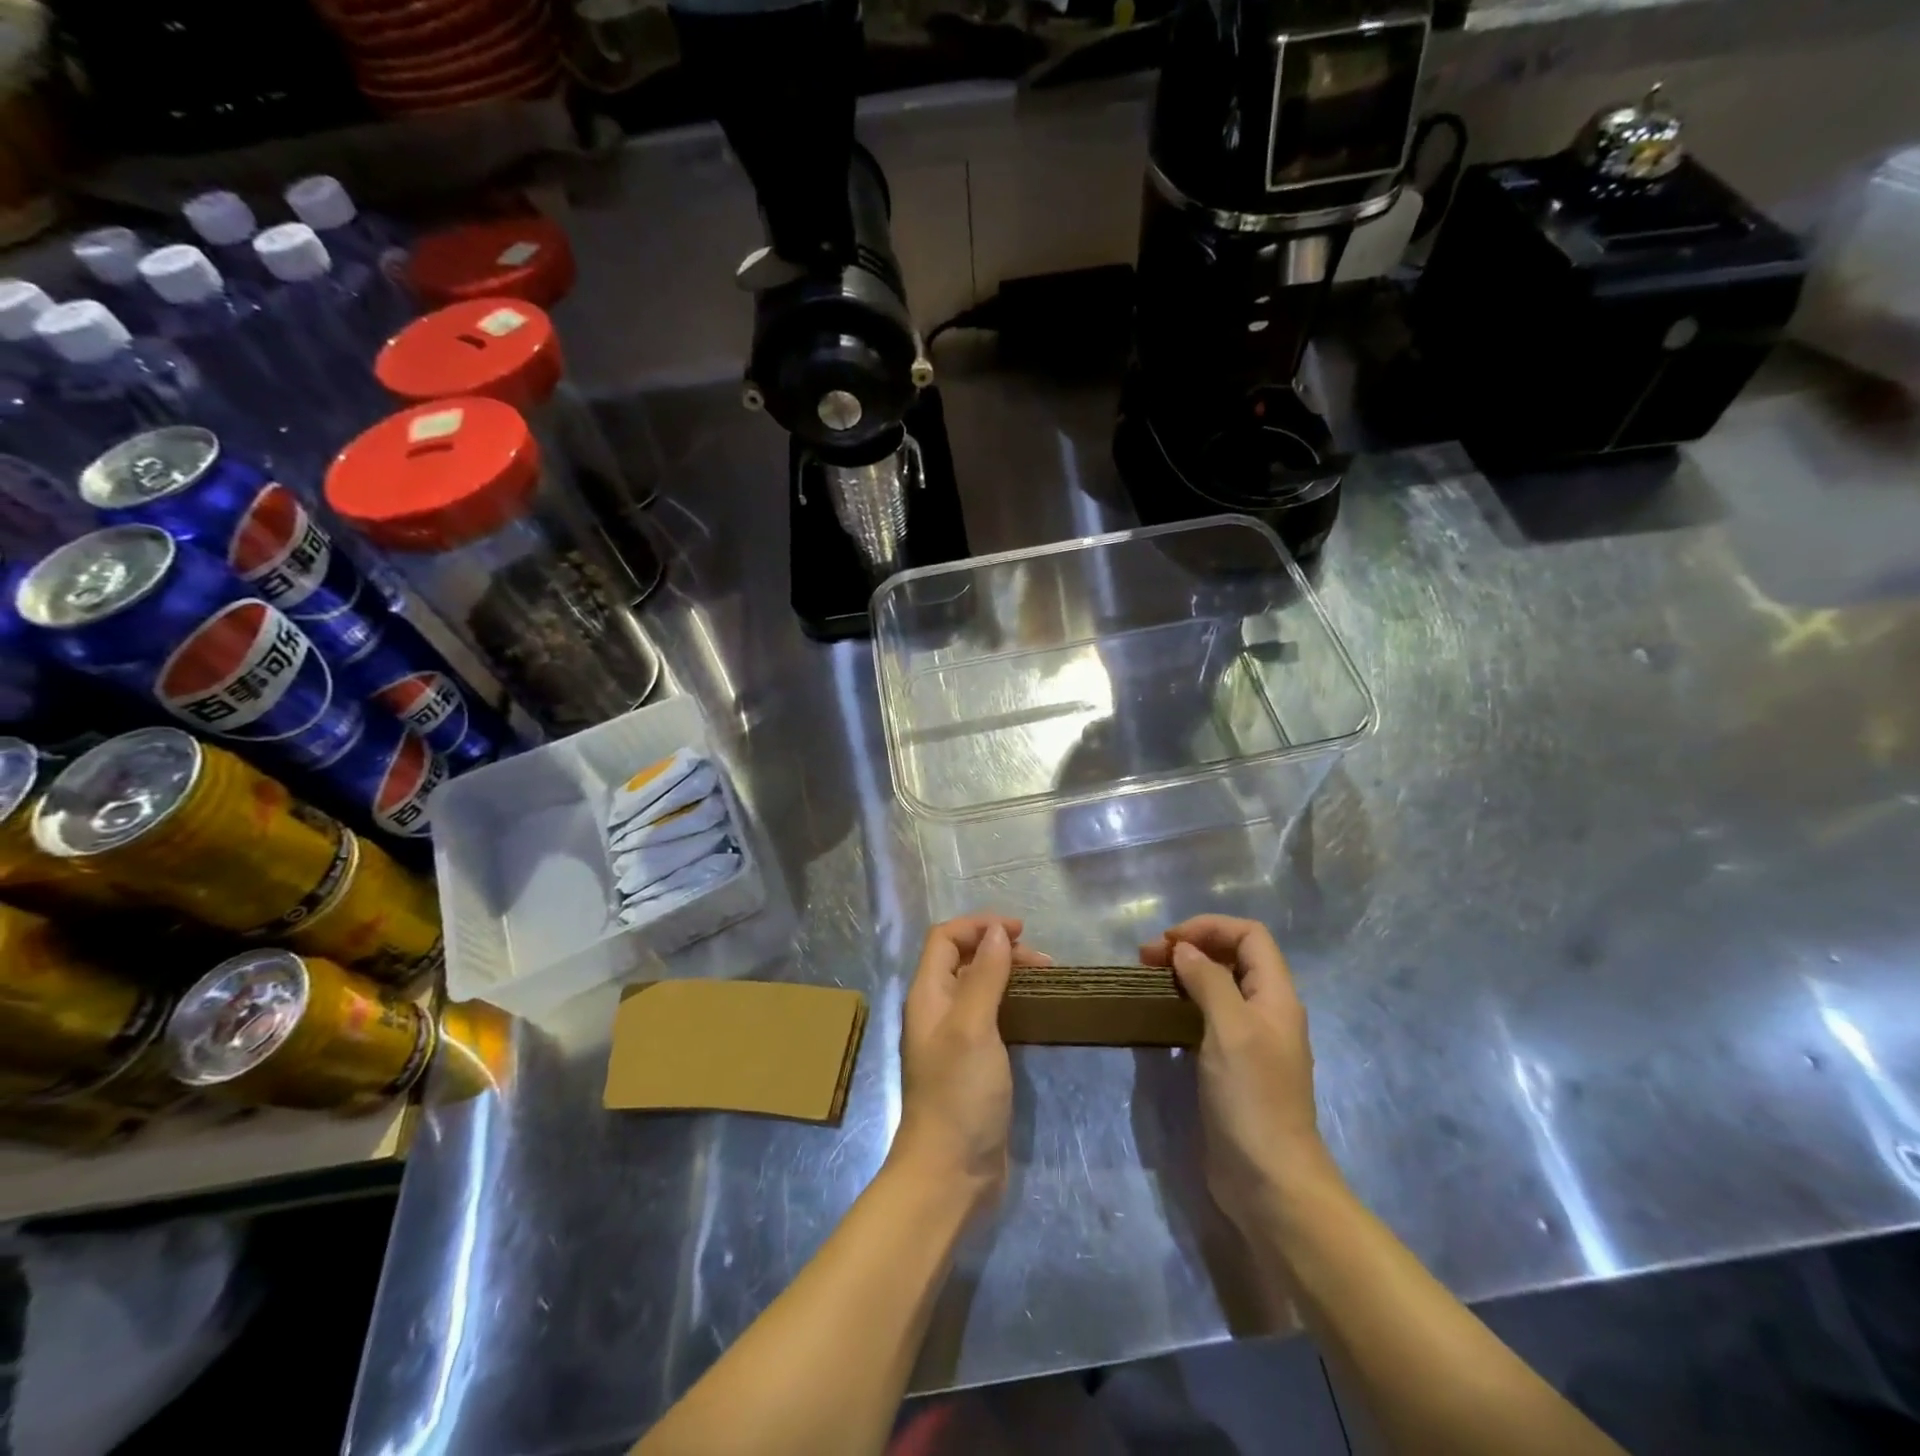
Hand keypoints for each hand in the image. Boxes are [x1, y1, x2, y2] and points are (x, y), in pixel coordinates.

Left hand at [891, 914, 1049, 1213]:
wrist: (951, 1173)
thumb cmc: (959, 1094)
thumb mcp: (972, 1027)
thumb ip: (984, 976)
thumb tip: (997, 932)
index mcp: (928, 995)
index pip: (945, 938)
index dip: (979, 925)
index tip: (1021, 930)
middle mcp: (938, 1010)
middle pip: (965, 958)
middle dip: (1000, 948)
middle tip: (1044, 962)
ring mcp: (956, 1037)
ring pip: (981, 986)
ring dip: (1010, 974)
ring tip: (1048, 980)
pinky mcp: (974, 1062)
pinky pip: (993, 1015)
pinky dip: (1014, 1002)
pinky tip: (1037, 1011)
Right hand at [1142, 915, 1326, 1226]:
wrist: (1270, 1181)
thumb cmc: (1252, 1097)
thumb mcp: (1230, 1028)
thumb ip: (1209, 980)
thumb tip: (1184, 950)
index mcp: (1276, 996)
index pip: (1250, 935)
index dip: (1210, 927)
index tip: (1169, 942)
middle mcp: (1267, 1011)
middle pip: (1234, 956)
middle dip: (1193, 946)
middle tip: (1147, 958)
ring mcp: (1251, 1040)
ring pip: (1220, 986)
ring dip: (1186, 973)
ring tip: (1150, 978)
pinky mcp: (1233, 1066)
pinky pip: (1210, 1017)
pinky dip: (1186, 1003)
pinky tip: (1163, 1014)